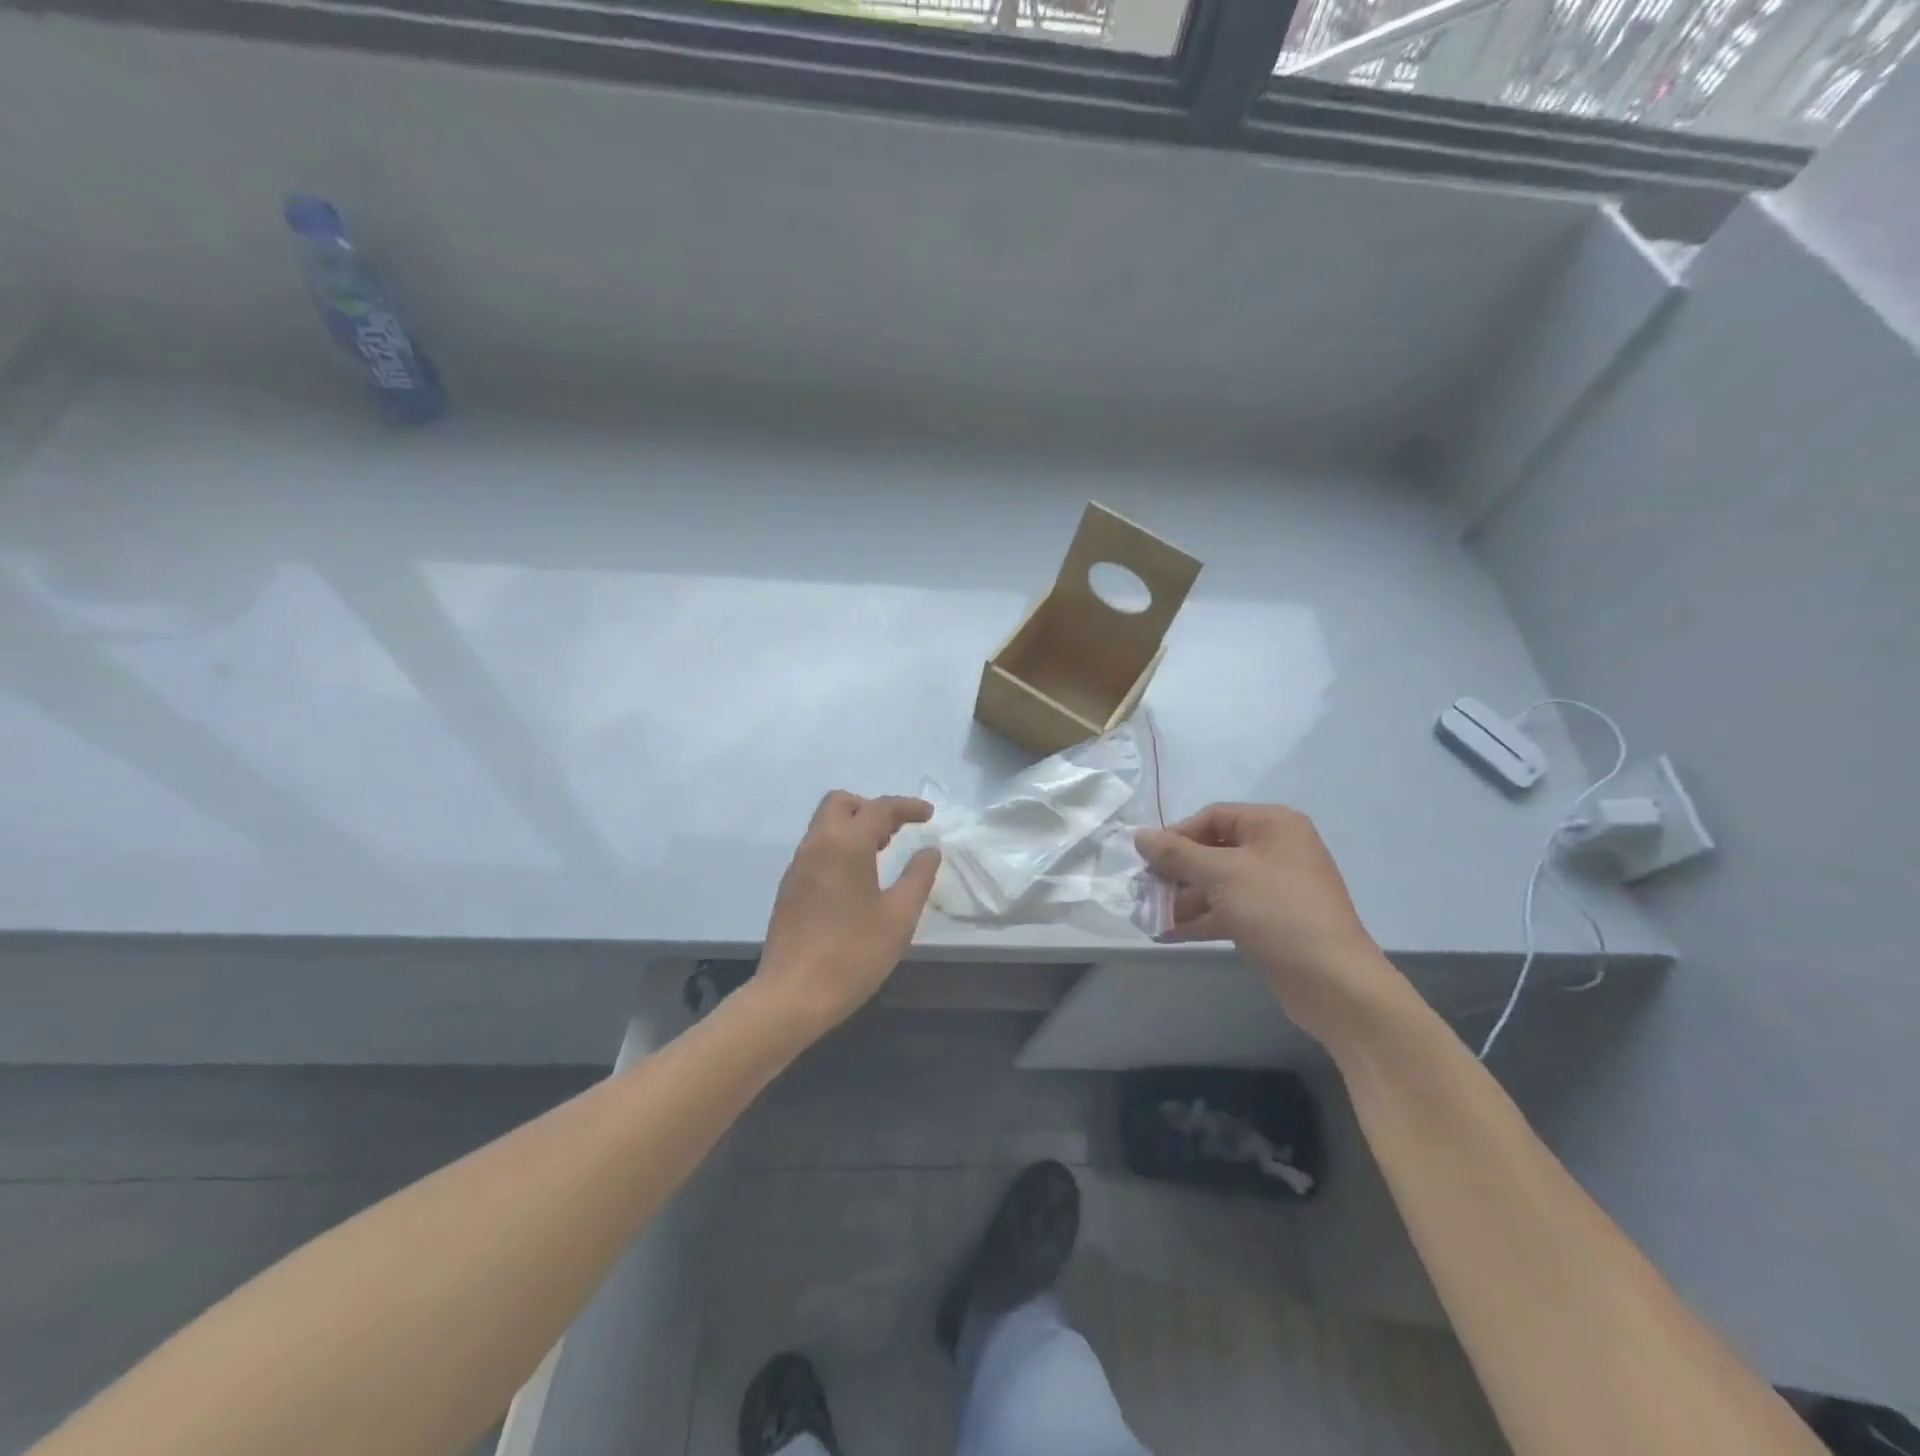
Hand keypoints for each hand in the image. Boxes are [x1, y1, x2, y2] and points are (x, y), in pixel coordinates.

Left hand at [755, 791, 942, 1040]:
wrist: (792, 995)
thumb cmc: (852, 955)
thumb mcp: (898, 918)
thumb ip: (917, 877)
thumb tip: (929, 850)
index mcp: (845, 846)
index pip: (878, 809)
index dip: (906, 807)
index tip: (929, 815)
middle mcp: (817, 846)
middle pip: (841, 803)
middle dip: (872, 808)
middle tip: (897, 832)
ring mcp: (798, 867)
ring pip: (825, 825)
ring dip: (854, 827)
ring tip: (882, 853)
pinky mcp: (789, 888)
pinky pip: (817, 848)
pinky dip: (840, 846)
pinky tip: (857, 878)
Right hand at [1136, 804, 1405, 1045]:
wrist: (1333, 982)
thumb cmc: (1277, 911)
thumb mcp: (1221, 875)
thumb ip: (1176, 854)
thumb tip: (1139, 835)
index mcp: (1273, 825)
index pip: (1212, 817)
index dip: (1176, 835)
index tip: (1146, 860)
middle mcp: (1275, 850)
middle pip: (1212, 850)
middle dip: (1176, 872)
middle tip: (1143, 890)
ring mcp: (1274, 887)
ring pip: (1217, 884)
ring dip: (1182, 899)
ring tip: (1148, 916)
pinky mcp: (1270, 921)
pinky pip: (1227, 910)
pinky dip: (1200, 919)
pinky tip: (1167, 933)